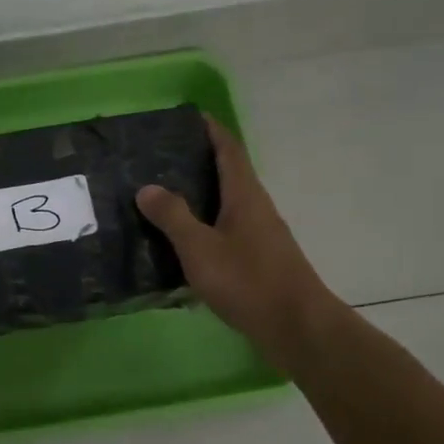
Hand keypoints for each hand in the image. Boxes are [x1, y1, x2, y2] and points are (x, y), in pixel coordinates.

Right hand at [136, 116, 340, 370]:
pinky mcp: (258, 259)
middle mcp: (256, 207)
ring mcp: (260, 234)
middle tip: (160, 158)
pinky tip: (182, 240)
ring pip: (227, 203)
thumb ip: (173, 217)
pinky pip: (226, 229)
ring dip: (200, 195)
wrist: (297, 327)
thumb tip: (147, 187)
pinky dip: (204, 224)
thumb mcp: (200, 248)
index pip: (229, 149)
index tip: (188, 117)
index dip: (211, 130)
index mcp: (245, 195)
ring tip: (162, 196)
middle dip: (198, 161)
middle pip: (228, 173)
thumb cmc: (248, 281)